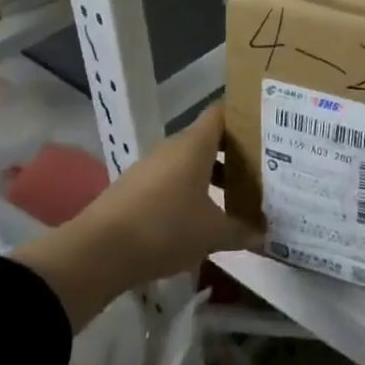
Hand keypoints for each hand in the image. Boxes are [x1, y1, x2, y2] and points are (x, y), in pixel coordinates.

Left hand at [15, 104, 259, 329]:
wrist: (99, 252)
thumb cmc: (165, 228)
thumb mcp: (212, 234)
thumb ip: (241, 230)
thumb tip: (264, 233)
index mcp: (195, 144)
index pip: (222, 112)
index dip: (244, 116)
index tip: (266, 128)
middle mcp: (172, 147)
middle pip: (207, 139)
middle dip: (233, 153)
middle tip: (260, 169)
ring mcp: (150, 167)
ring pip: (189, 162)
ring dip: (210, 175)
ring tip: (234, 197)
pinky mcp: (135, 189)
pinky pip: (170, 181)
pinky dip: (188, 192)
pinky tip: (199, 218)